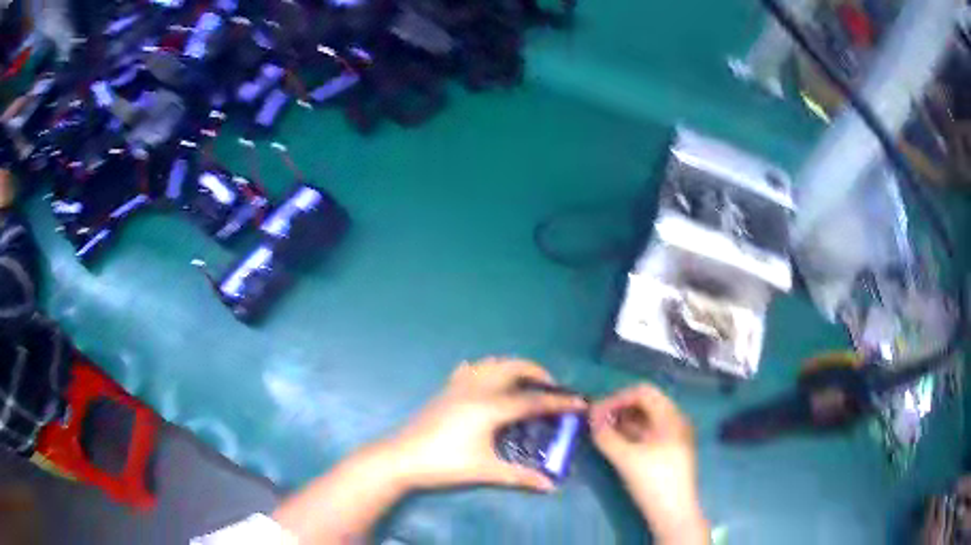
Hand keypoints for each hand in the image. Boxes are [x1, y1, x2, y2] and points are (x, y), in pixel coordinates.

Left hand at [385, 358, 586, 491]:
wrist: (401, 457)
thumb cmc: (445, 464)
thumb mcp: (486, 471)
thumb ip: (520, 477)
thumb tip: (550, 486)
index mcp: (490, 407)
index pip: (533, 400)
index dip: (559, 401)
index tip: (580, 402)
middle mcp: (477, 388)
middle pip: (514, 367)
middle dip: (538, 372)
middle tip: (553, 388)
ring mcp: (458, 385)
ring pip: (492, 362)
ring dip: (514, 367)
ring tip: (525, 384)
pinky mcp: (445, 389)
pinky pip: (471, 368)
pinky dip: (487, 369)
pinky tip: (488, 382)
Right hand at [590, 384, 707, 544]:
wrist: (674, 514)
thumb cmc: (653, 482)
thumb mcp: (626, 458)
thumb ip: (606, 436)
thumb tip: (591, 419)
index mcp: (671, 416)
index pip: (642, 392)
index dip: (616, 398)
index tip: (594, 413)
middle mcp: (675, 421)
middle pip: (645, 403)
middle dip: (618, 409)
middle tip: (595, 422)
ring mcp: (673, 438)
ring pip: (645, 419)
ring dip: (622, 422)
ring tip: (601, 433)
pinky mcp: (668, 453)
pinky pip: (648, 434)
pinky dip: (630, 434)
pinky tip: (615, 444)